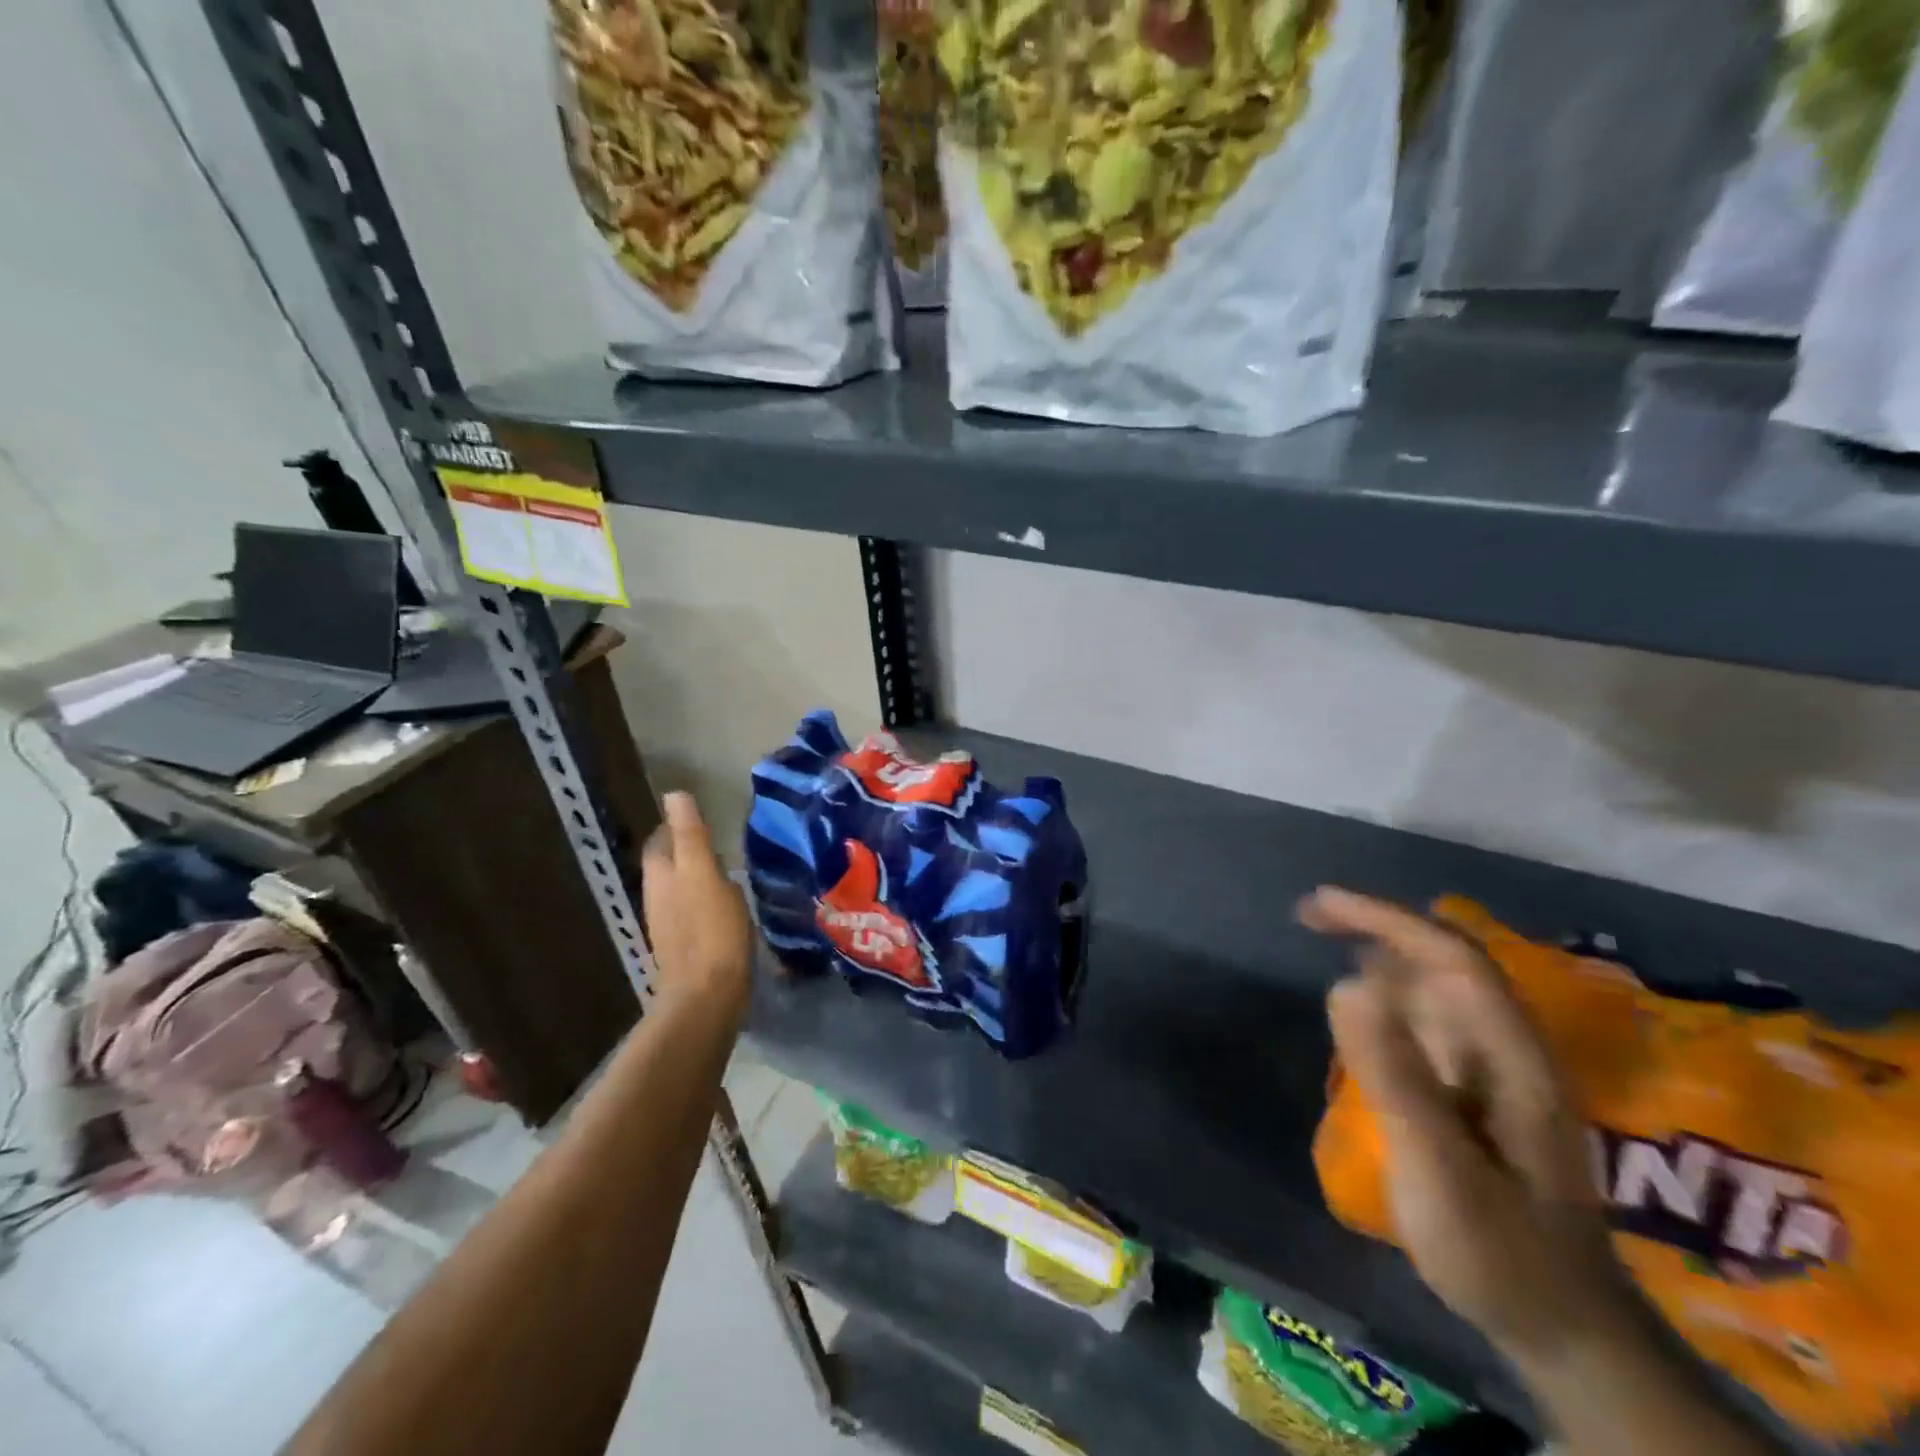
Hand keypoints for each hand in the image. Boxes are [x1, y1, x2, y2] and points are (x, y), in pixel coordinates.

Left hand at [640, 792, 752, 1018]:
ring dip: (694, 876)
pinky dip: (702, 900)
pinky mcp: (683, 947)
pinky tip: (723, 906)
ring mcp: (668, 925)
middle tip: (717, 842)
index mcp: (661, 876)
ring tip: (724, 870)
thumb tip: (674, 795)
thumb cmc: (711, 930)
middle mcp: (657, 898)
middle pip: (667, 864)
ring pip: (677, 888)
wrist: (707, 996)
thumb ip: (690, 835)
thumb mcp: (704, 874)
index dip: (677, 826)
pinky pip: (689, 912)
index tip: (703, 818)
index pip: (661, 840)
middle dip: (685, 850)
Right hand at [1300, 887, 1638, 1365]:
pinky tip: (1360, 1006)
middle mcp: (1507, 1049)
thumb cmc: (1501, 1253)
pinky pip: (1428, 1020)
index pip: (1451, 957)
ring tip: (1324, 940)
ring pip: (1436, 986)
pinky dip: (1388, 995)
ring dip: (1381, 953)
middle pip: (1445, 960)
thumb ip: (1396, 1077)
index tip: (1320, 905)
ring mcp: (1494, 1071)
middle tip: (1309, 916)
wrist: (1563, 1331)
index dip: (1386, 919)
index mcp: (1511, 1056)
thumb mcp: (1440, 1169)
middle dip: (1378, 925)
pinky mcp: (1476, 1093)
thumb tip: (1345, 984)